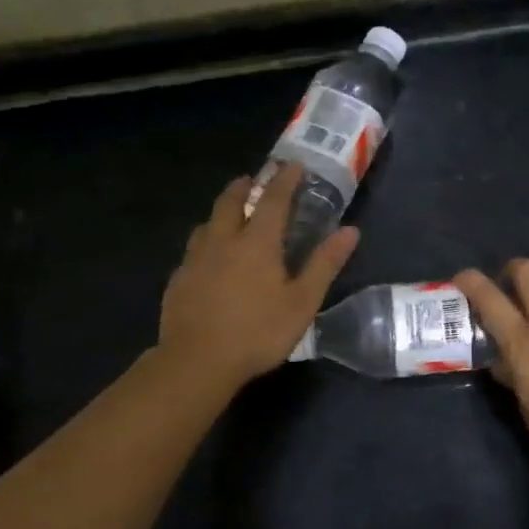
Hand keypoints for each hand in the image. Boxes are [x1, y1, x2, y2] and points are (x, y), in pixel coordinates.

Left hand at [158, 163, 358, 387]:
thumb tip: (350, 231)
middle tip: (254, 180)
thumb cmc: (257, 332)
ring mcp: (195, 259)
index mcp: (257, 242)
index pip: (274, 199)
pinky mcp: (178, 280)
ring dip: (221, 211)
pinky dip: (205, 241)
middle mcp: (223, 240)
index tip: (294, 166)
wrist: (196, 362)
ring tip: (229, 215)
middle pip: (230, 201)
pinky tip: (208, 258)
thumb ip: (324, 264)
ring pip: (207, 223)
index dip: (285, 180)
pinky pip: (193, 249)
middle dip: (244, 186)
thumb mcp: (302, 302)